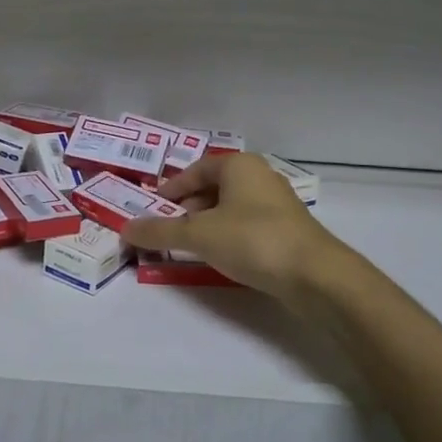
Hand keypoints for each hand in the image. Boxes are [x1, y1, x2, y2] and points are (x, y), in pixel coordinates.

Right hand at [121, 153, 342, 306]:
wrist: (317, 276)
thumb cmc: (253, 240)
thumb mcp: (198, 235)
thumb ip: (159, 231)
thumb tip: (124, 228)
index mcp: (239, 165)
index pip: (196, 169)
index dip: (171, 188)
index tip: (153, 208)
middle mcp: (259, 177)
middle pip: (212, 187)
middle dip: (187, 208)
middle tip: (167, 229)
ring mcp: (277, 204)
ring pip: (230, 208)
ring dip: (206, 224)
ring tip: (189, 246)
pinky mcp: (287, 230)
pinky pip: (246, 226)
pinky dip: (227, 236)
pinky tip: (220, 257)